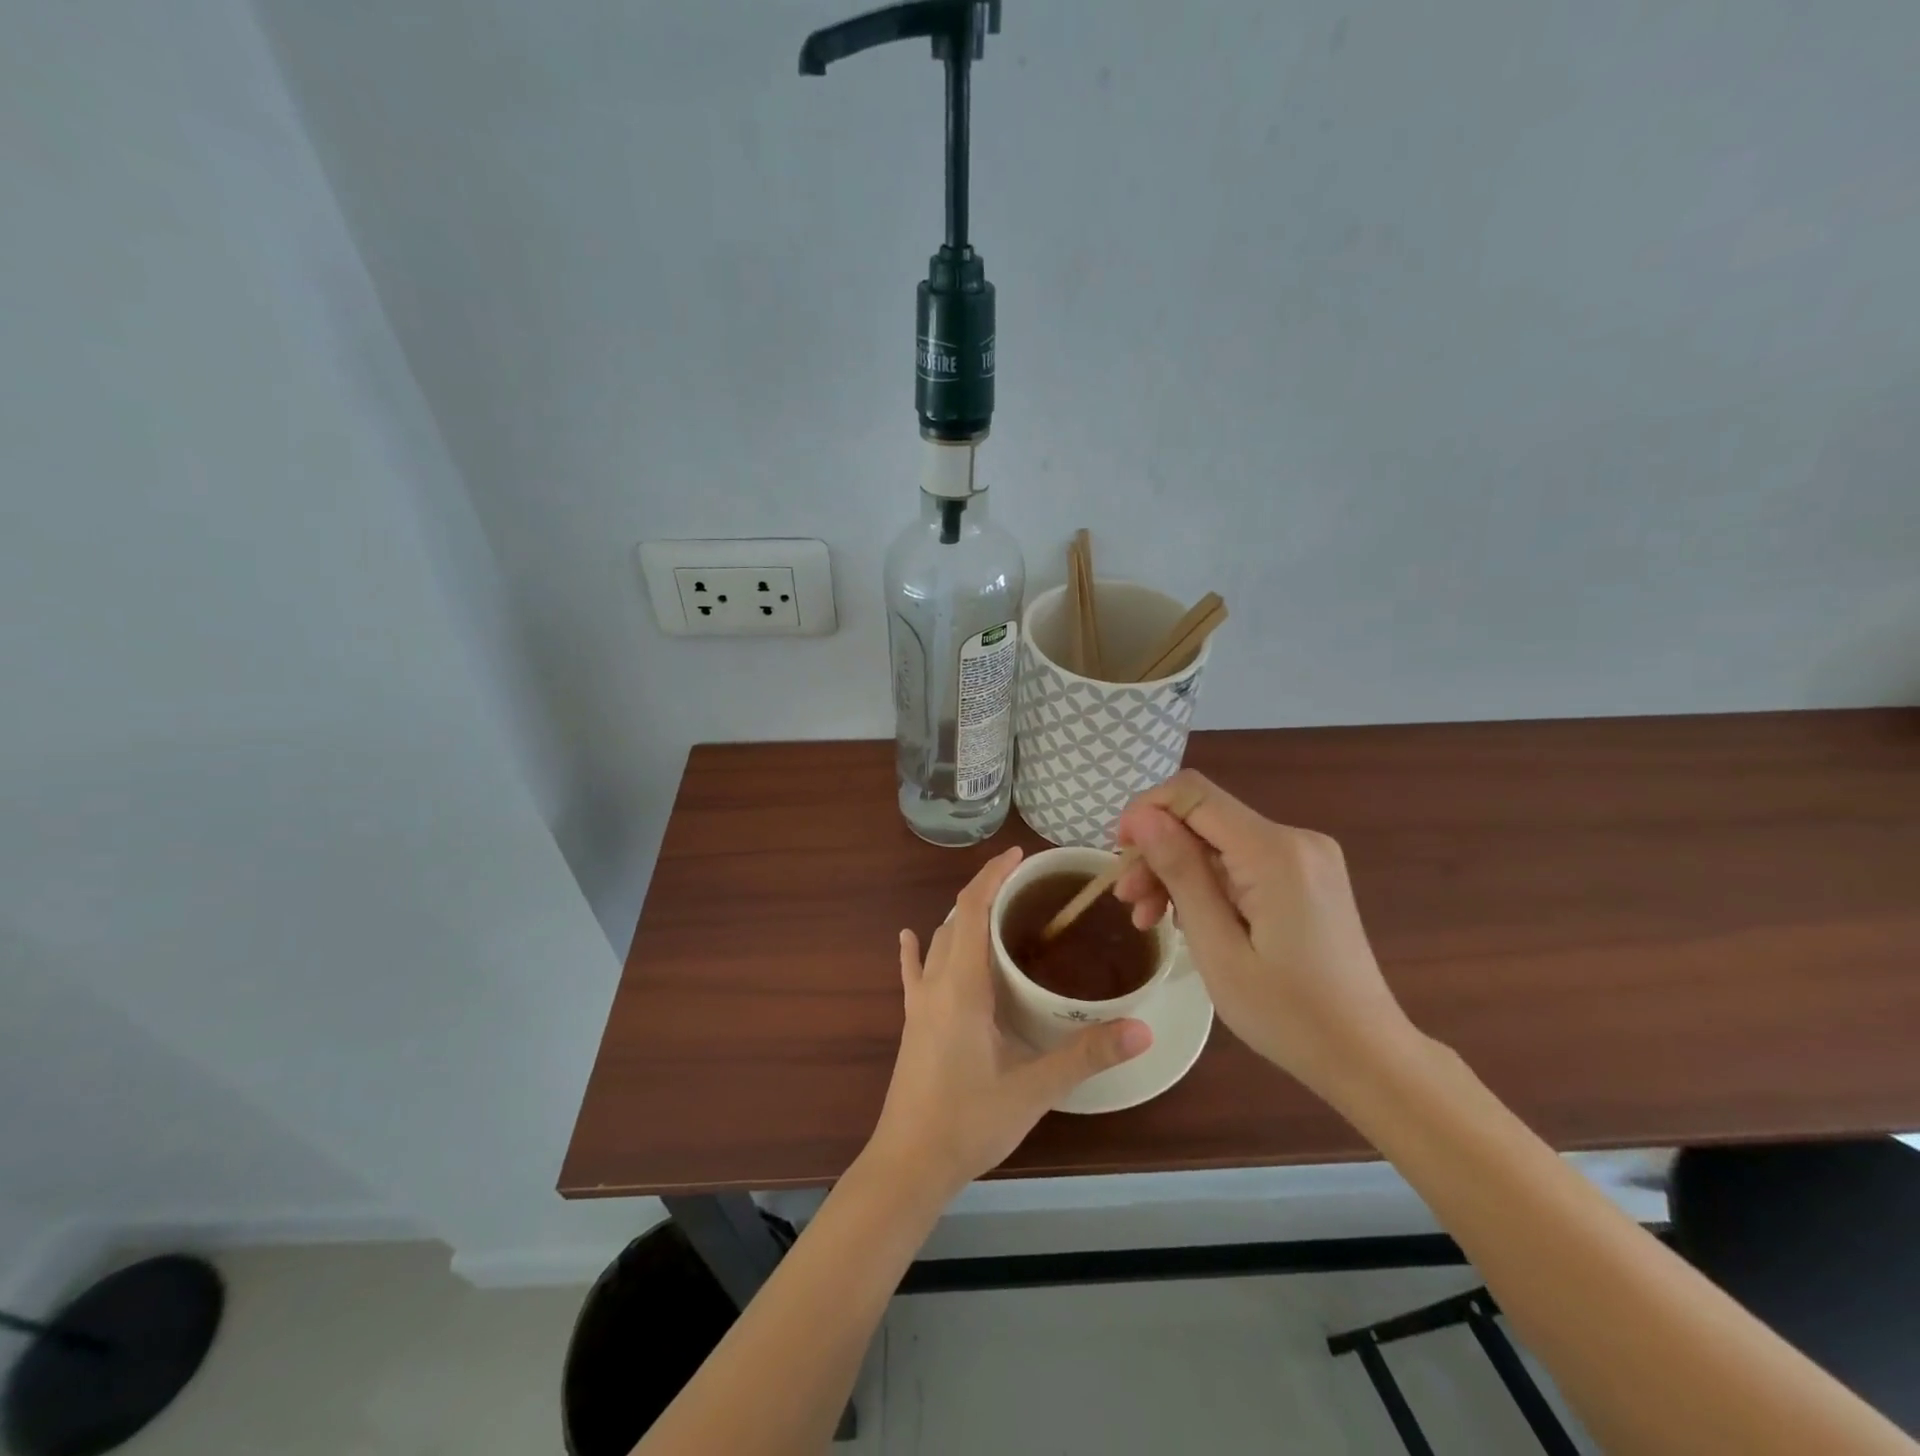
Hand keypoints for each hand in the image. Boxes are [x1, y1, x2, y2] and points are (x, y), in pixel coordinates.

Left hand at [863, 845, 1151, 1203]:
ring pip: (938, 942)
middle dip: (985, 892)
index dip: (993, 876)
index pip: (972, 910)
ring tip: (995, 909)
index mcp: (962, 986)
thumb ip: (1086, 1056)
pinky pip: (914, 973)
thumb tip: (1142, 1029)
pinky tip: (910, 937)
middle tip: (1024, 885)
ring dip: (962, 918)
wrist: (908, 1165)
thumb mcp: (1034, 1089)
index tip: (1019, 856)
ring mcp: (918, 1004)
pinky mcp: (912, 1023)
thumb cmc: (969, 1122)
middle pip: (956, 919)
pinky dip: (917, 949)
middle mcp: (936, 984)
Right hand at [1113, 770, 1412, 1099]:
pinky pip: (1240, 861)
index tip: (1118, 853)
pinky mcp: (1305, 875)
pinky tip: (1184, 919)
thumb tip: (1143, 817)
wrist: (1367, 1056)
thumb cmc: (1288, 1014)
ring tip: (1147, 919)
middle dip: (1157, 851)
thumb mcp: (1218, 948)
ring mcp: (1304, 857)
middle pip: (1203, 819)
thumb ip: (1181, 873)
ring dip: (1176, 871)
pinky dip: (1206, 883)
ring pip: (1217, 841)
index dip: (1146, 811)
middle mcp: (1294, 839)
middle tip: (1126, 902)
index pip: (1193, 794)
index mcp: (1274, 852)